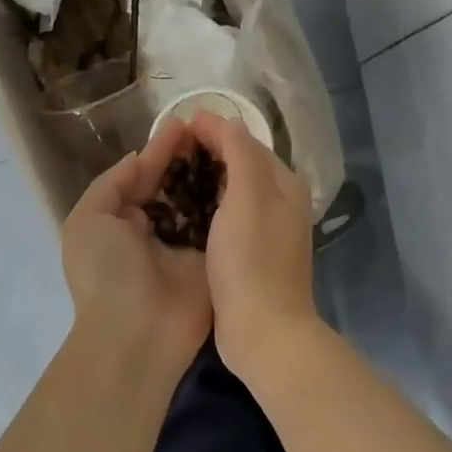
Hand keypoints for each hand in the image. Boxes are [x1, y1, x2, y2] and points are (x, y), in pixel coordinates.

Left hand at [61, 118, 211, 368]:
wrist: (137, 334)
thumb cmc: (106, 272)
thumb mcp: (88, 221)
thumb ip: (112, 184)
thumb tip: (138, 158)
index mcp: (123, 221)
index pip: (145, 177)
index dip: (161, 150)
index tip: (184, 123)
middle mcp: (156, 230)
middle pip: (177, 186)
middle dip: (191, 158)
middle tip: (214, 128)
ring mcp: (187, 246)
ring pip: (202, 201)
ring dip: (214, 175)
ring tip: (232, 144)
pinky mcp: (213, 260)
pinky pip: (222, 225)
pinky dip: (231, 202)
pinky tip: (246, 175)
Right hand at [187, 112, 322, 381]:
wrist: (263, 331)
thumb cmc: (252, 260)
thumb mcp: (247, 196)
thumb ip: (239, 152)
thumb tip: (225, 120)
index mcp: (284, 184)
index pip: (246, 142)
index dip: (213, 130)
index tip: (176, 125)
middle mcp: (281, 203)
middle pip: (241, 165)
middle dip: (208, 152)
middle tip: (167, 150)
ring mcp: (267, 232)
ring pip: (233, 192)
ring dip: (205, 179)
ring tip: (169, 175)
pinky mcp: (251, 255)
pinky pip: (226, 218)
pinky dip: (206, 207)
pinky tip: (183, 212)